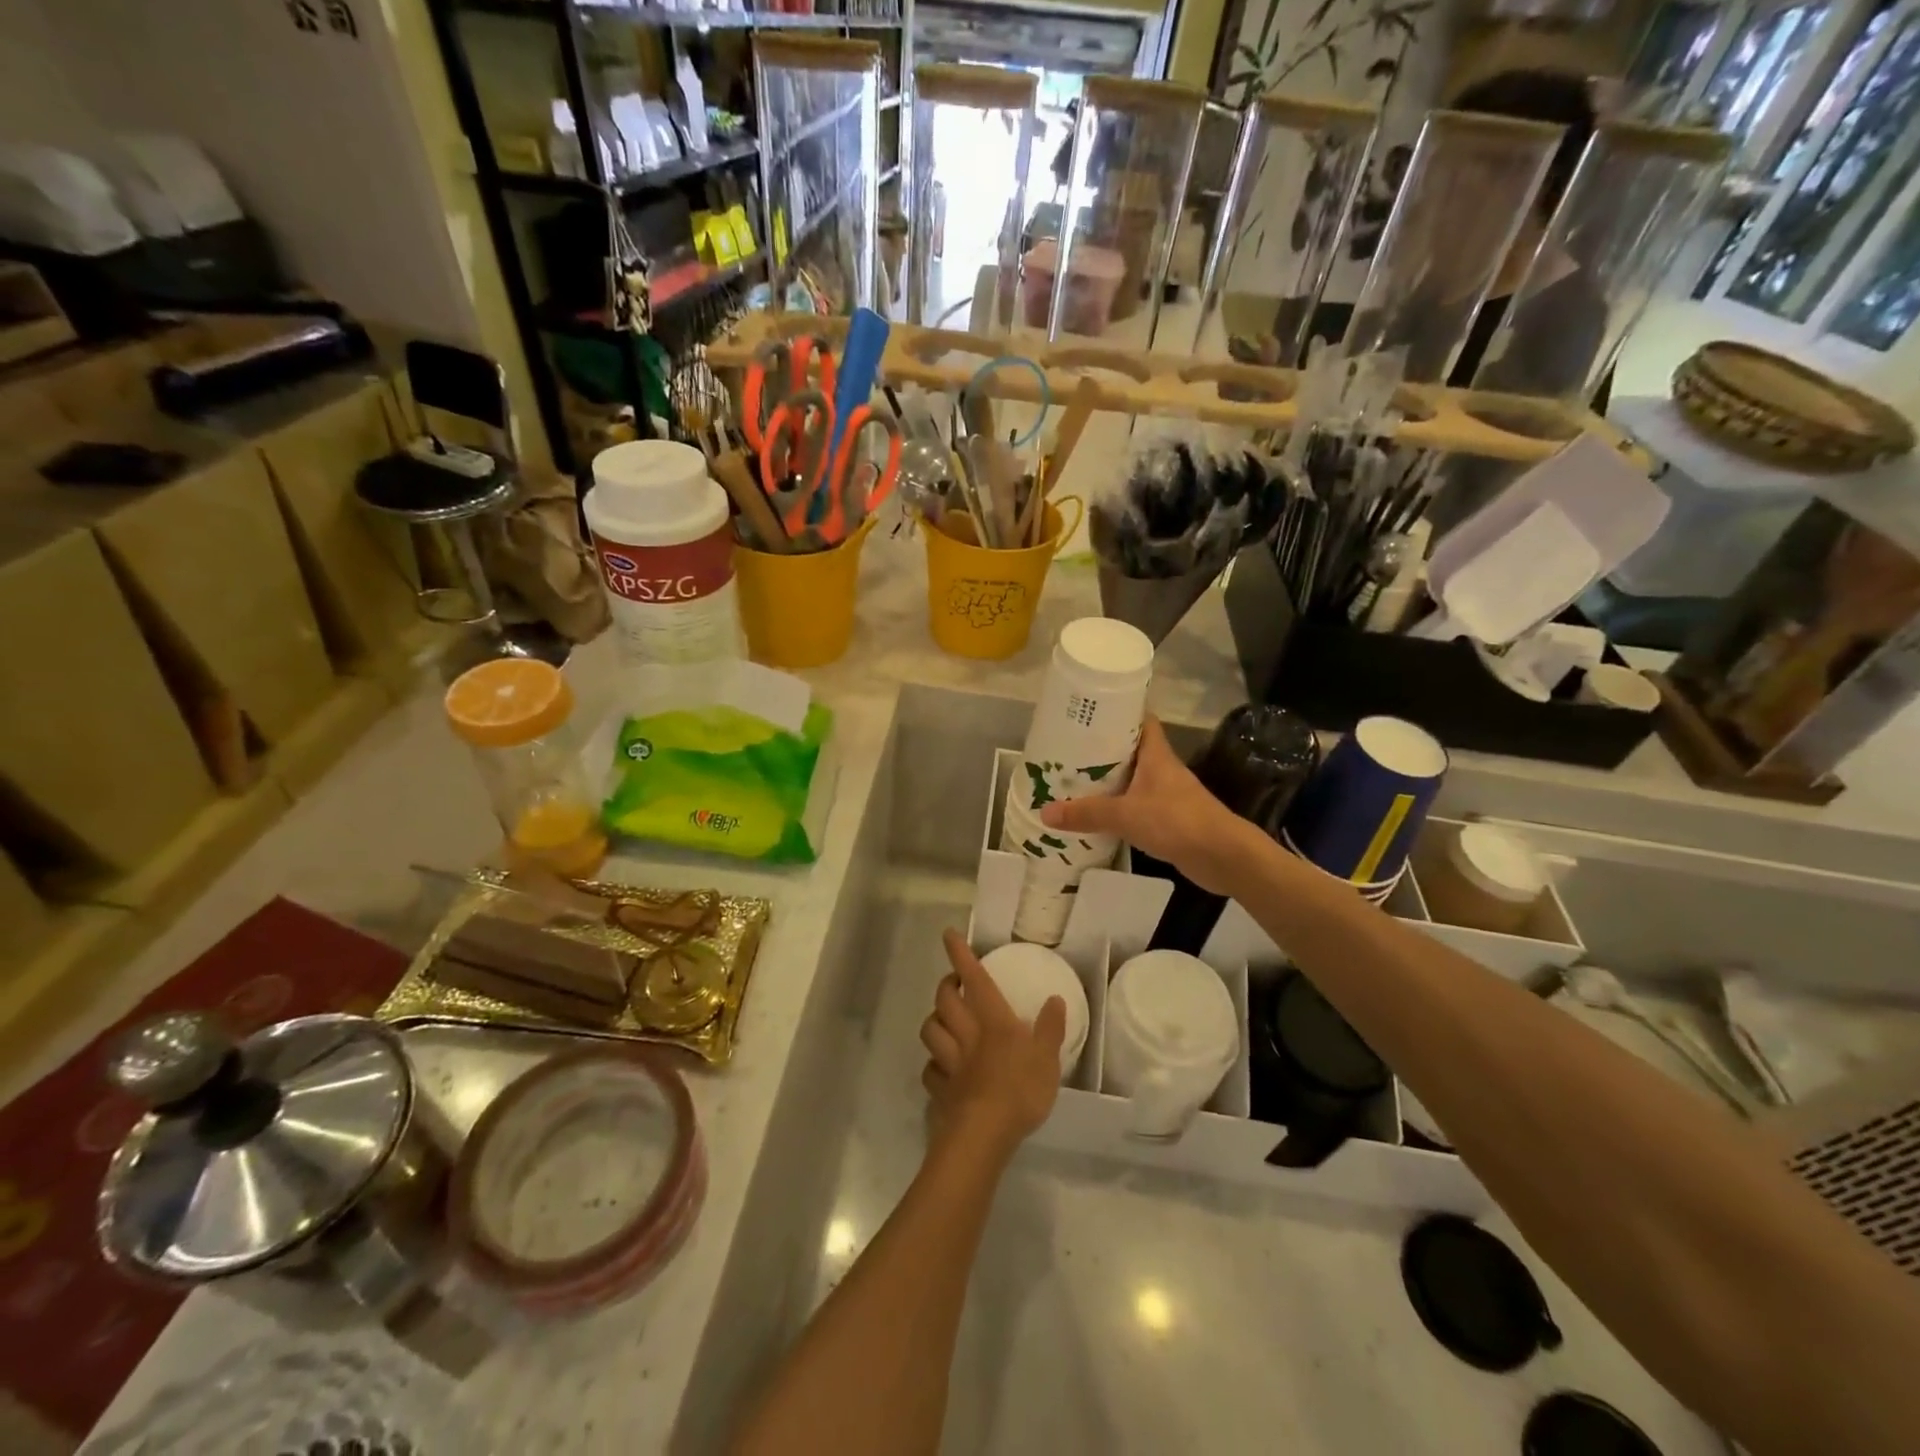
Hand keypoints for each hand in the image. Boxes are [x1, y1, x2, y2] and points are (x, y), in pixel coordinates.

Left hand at [920, 928, 1064, 1157]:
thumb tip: (1055, 1000)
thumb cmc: (1020, 1089)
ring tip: (943, 1020)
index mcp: (993, 1020)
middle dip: (945, 985)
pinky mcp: (941, 1089)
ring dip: (934, 1020)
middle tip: (954, 983)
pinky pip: (931, 1070)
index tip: (948, 935)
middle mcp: (967, 1034)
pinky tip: (941, 1067)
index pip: (974, 978)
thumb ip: (1050, 1028)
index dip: (960, 955)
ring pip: (930, 1030)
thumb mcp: (1048, 1058)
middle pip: (944, 1000)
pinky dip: (934, 1064)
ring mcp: (950, 1062)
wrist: (985, 1132)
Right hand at [1039, 717, 1250, 894]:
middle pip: (1131, 750)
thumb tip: (1044, 812)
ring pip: (1133, 779)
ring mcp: (1168, 794)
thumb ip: (1086, 813)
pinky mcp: (1169, 819)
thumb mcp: (1125, 815)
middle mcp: (1162, 769)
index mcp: (1156, 754)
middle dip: (1103, 750)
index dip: (1119, 712)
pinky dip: (1119, 807)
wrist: (1222, 856)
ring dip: (1110, 781)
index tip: (1090, 713)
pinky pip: (1137, 805)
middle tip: (1069, 750)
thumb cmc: (1176, 821)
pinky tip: (1098, 815)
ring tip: (1075, 782)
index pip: (1141, 720)